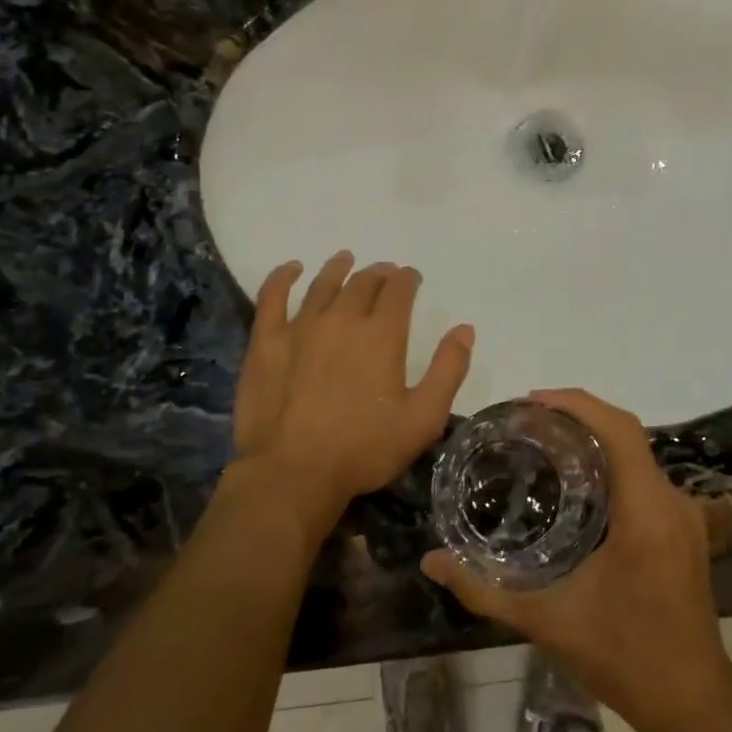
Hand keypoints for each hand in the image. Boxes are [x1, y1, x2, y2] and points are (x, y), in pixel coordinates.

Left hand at [233, 251, 474, 535]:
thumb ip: (448, 370)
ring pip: (323, 284)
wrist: (293, 471)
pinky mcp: (267, 341)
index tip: (412, 278)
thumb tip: (464, 329)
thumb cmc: (363, 449)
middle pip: (363, 282)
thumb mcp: (422, 419)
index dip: (408, 279)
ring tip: (346, 260)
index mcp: (382, 334)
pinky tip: (292, 269)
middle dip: (379, 274)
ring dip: (339, 268)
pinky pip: (273, 296)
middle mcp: (342, 318)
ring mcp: (300, 326)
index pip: (399, 290)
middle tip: (384, 274)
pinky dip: (283, 277)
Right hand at [422, 388, 731, 731]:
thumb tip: (430, 561)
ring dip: (595, 440)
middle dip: (578, 416)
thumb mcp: (547, 622)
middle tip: (527, 424)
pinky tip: (578, 486)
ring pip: (638, 454)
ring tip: (545, 445)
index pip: (619, 429)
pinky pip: (646, 477)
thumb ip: (484, 590)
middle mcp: (672, 502)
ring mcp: (684, 515)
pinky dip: (612, 466)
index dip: (576, 404)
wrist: (692, 701)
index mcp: (646, 511)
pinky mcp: (685, 529)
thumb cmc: (623, 657)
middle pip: (627, 433)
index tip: (531, 401)